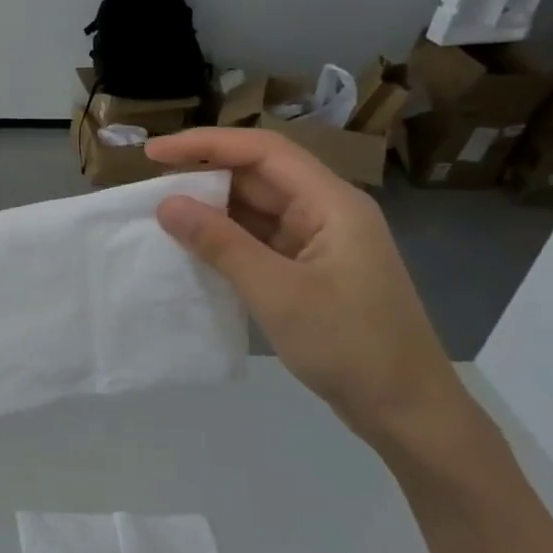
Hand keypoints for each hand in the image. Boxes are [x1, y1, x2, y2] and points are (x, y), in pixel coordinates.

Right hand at [145, 128, 475, 465]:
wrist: (405, 409)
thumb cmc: (349, 345)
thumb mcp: (278, 292)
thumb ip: (220, 244)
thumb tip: (167, 204)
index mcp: (332, 204)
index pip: (263, 151)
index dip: (206, 143)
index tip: (152, 153)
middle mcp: (325, 213)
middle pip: (258, 176)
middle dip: (203, 176)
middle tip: (147, 189)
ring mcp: (317, 243)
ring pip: (254, 209)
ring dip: (210, 209)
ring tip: (159, 216)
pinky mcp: (307, 270)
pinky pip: (257, 240)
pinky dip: (223, 240)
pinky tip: (191, 248)